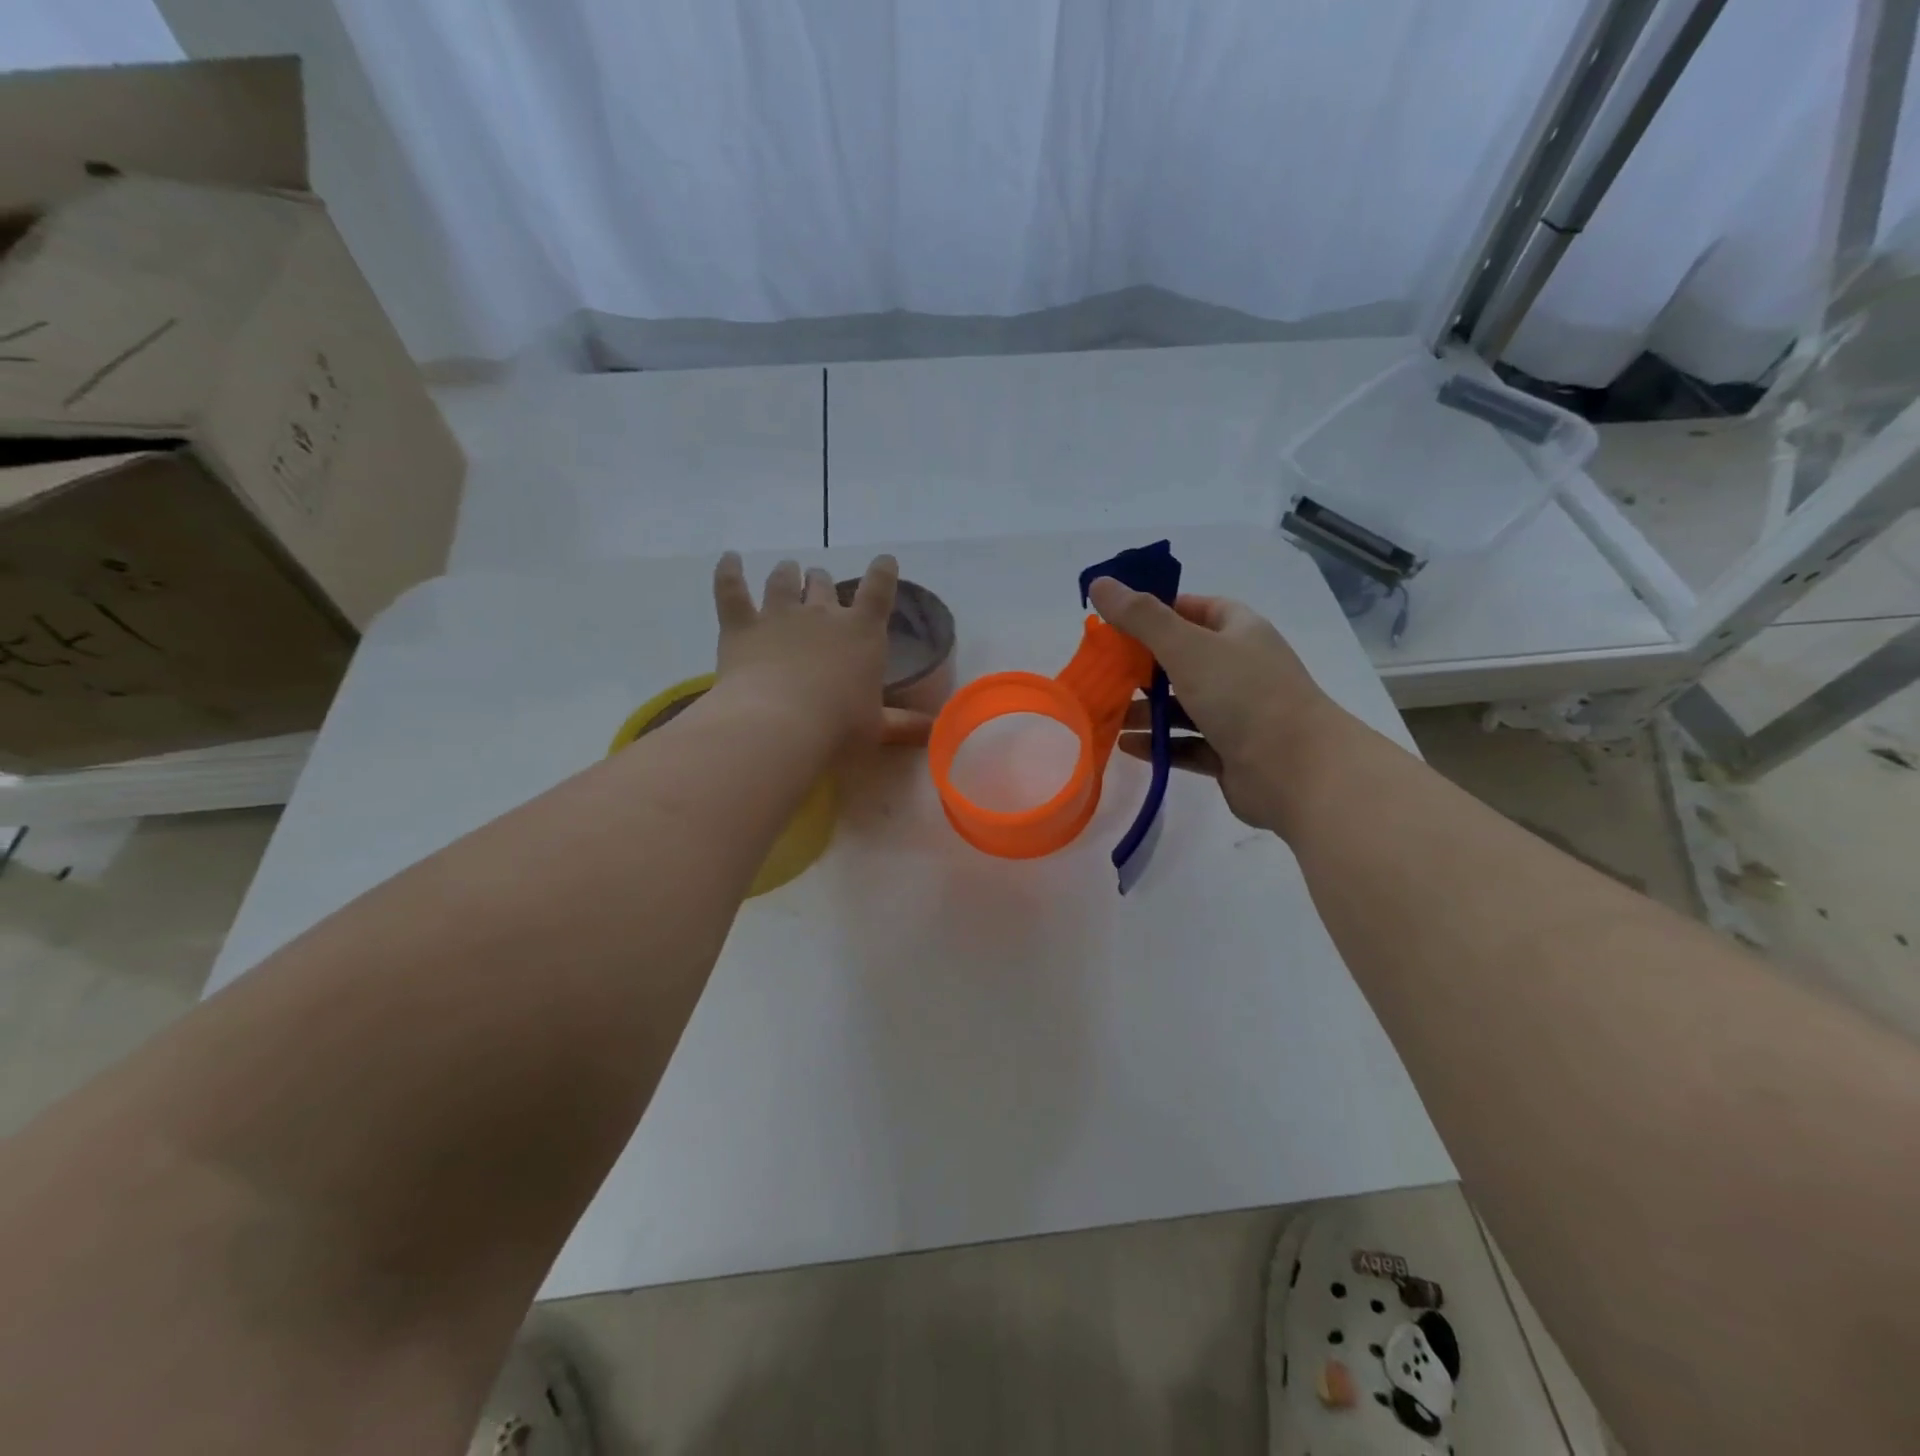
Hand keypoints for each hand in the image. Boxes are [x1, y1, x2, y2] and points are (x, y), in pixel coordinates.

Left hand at [712, 552, 931, 747]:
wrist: (778, 725)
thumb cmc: (837, 728)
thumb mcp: (877, 729)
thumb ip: (904, 725)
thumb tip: (934, 730)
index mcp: (861, 633)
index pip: (878, 591)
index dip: (883, 573)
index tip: (884, 561)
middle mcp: (821, 614)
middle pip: (823, 584)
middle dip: (823, 582)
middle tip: (820, 585)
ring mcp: (779, 615)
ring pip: (783, 581)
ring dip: (787, 573)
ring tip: (788, 570)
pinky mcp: (741, 626)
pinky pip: (731, 589)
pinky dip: (729, 571)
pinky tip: (730, 558)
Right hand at [1088, 579, 1345, 830]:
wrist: (1299, 772)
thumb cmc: (1244, 695)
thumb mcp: (1186, 647)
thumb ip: (1141, 617)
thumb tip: (1099, 583)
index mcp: (1239, 631)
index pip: (1194, 609)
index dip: (1156, 612)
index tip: (1116, 624)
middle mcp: (1240, 668)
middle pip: (1182, 659)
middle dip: (1141, 667)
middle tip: (1100, 673)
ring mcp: (1237, 713)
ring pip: (1182, 706)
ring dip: (1145, 710)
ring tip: (1105, 715)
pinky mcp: (1230, 753)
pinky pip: (1186, 743)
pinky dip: (1158, 743)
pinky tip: (1126, 746)